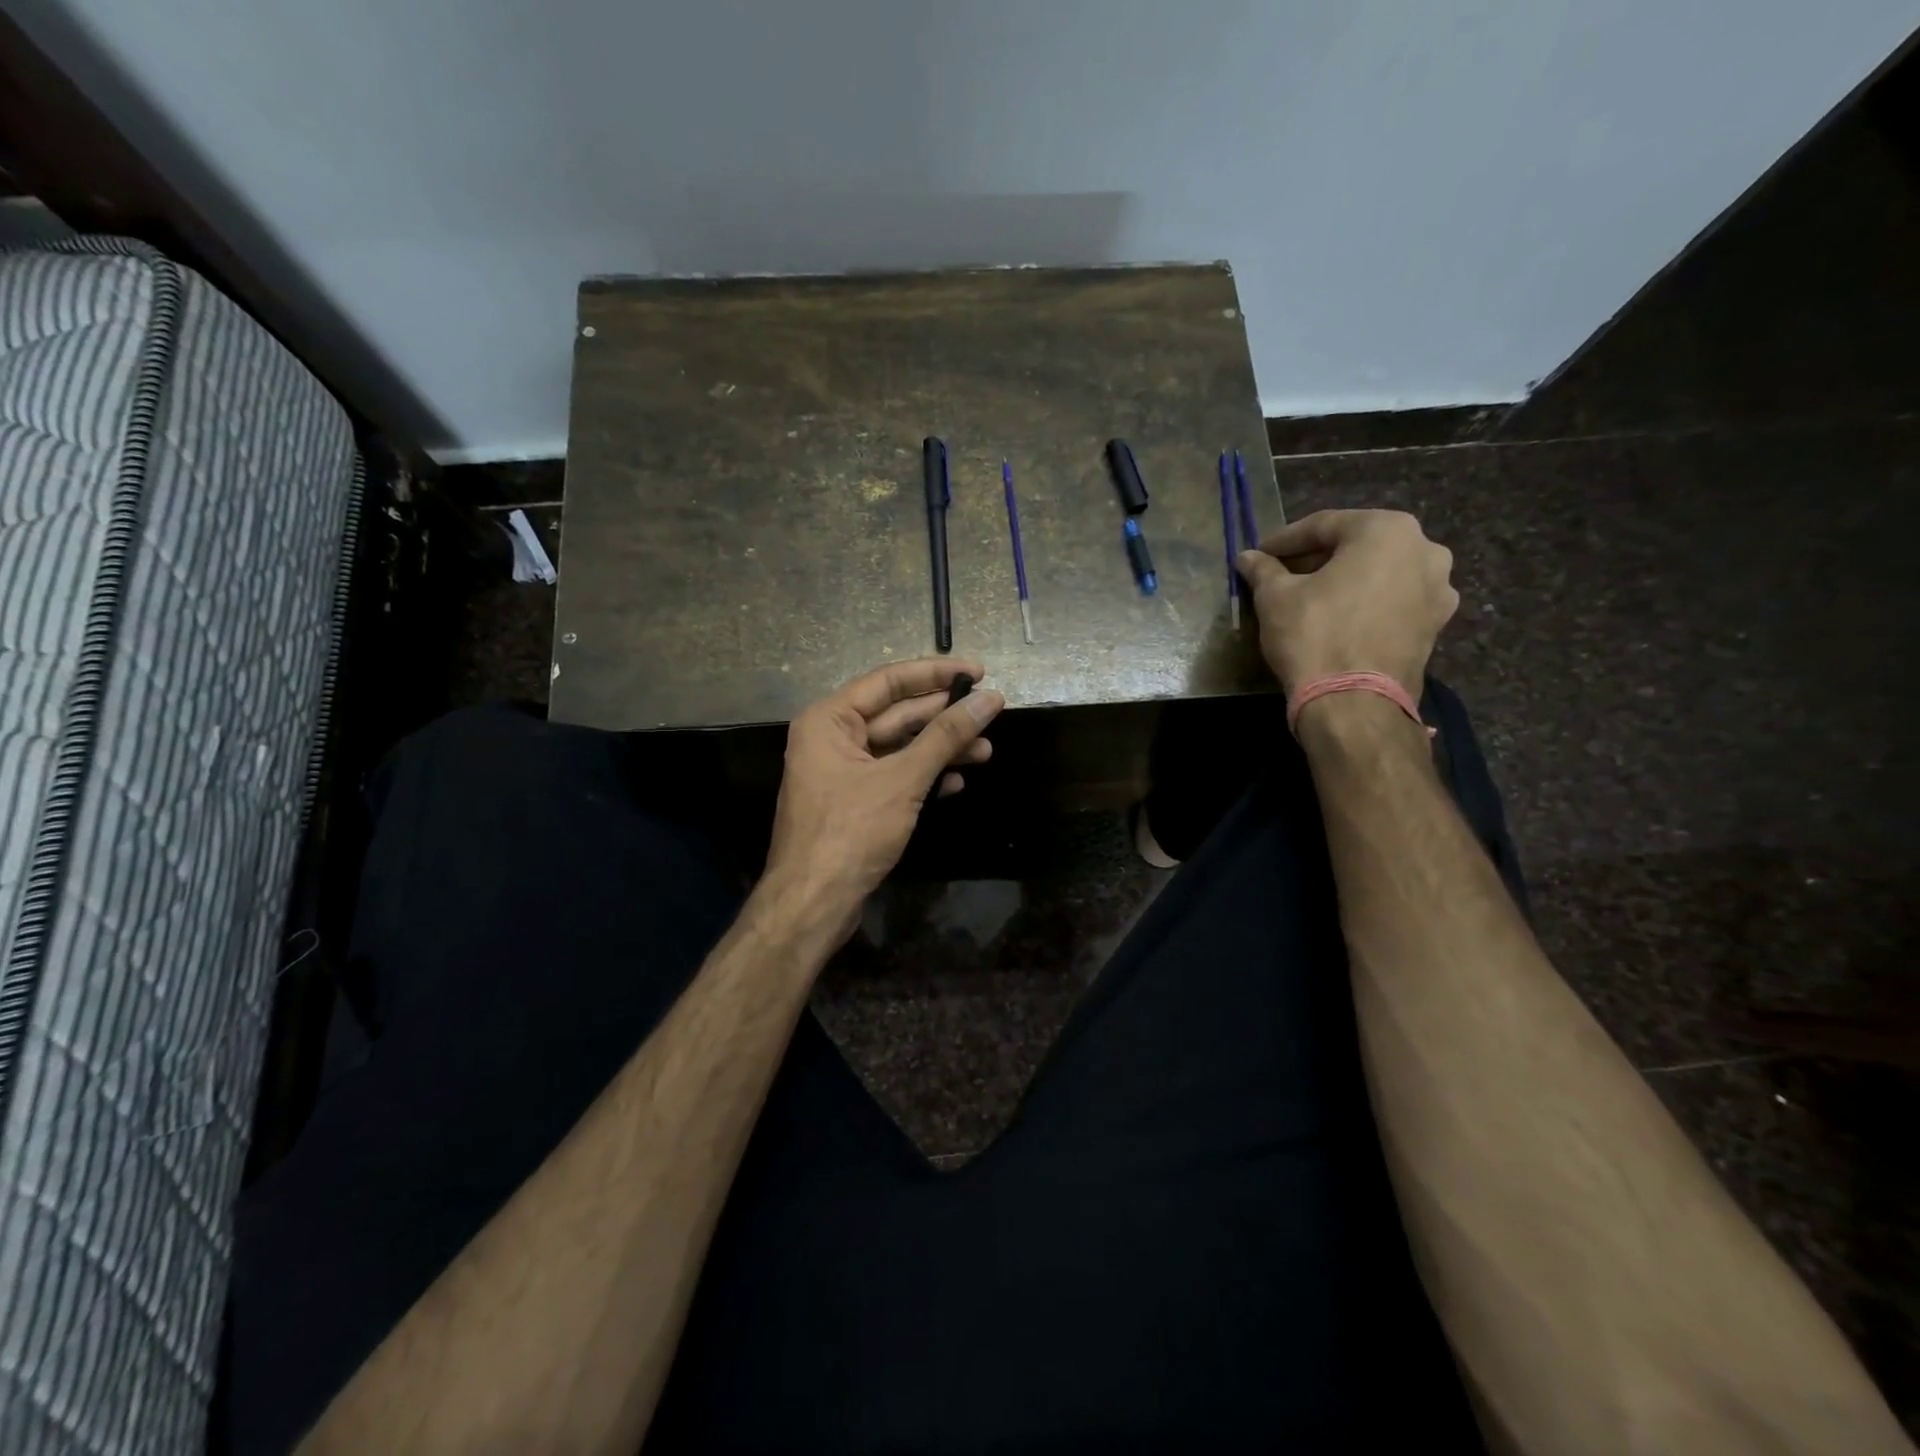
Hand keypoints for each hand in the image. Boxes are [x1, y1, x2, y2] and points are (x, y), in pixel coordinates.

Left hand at [762, 658, 1003, 939]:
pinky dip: (925, 777)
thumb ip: (946, 736)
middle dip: (944, 717)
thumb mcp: (903, 779)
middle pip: (897, 715)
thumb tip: (990, 699)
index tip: (980, 672)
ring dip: (941, 750)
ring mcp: (843, 773)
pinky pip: (895, 777)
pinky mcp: (855, 803)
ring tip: (985, 753)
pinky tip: (956, 781)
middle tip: (991, 713)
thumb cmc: (851, 832)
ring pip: (900, 749)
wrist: (812, 904)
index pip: (889, 682)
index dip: (936, 674)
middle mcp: (833, 739)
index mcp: (829, 720)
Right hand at [1235, 509, 1458, 695]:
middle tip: (1281, 575)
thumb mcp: (1276, 598)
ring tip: (1310, 598)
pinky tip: (1337, 619)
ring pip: (1378, 573)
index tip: (1259, 554)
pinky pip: (1393, 601)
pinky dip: (1364, 603)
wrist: (1354, 703)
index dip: (1284, 540)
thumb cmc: (1314, 636)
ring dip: (1343, 580)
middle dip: (1317, 559)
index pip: (1324, 525)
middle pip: (1357, 546)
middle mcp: (1425, 550)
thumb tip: (1248, 557)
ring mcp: (1438, 589)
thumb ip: (1264, 570)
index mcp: (1387, 530)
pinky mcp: (1435, 625)